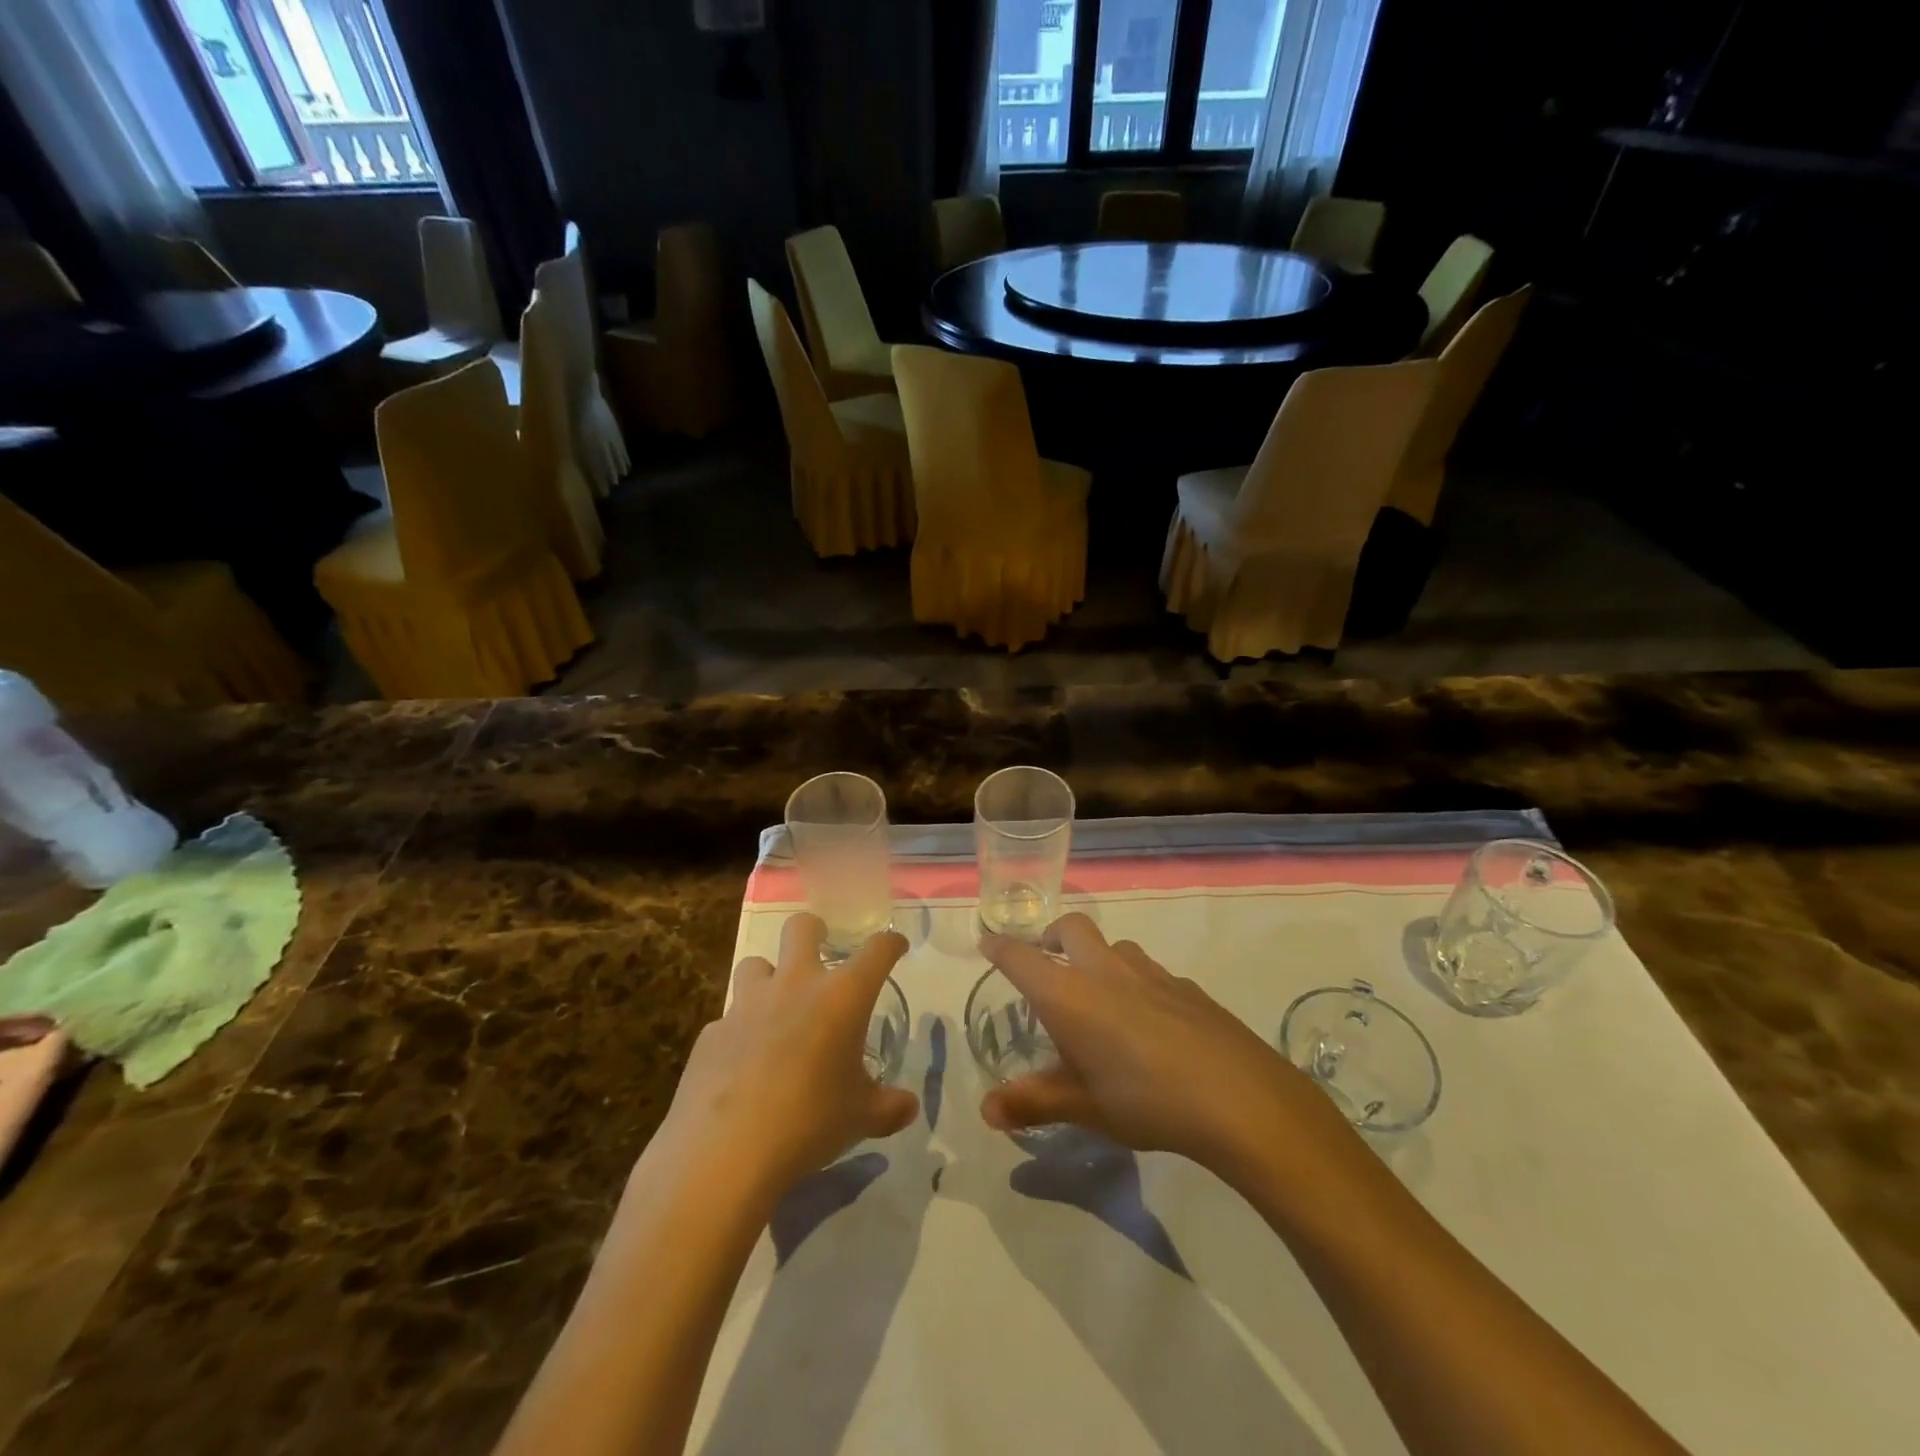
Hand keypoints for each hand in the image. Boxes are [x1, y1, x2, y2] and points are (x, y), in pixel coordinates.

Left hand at [659, 915, 919, 1203]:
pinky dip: (740, 1031)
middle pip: (801, 928)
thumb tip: (909, 1107)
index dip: (890, 944)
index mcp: (842, 997)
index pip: (876, 951)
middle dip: (814, 930)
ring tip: (776, 1005)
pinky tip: (743, 1063)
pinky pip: (729, 1019)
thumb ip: (888, 1107)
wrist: (723, 1152)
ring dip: (768, 977)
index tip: (895, 947)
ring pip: (754, 964)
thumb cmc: (809, 1123)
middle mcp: (795, 986)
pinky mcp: (712, 1033)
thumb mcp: (861, 1118)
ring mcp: (748, 1005)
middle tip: (821, 949)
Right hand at [980, 914, 1347, 1174]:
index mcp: (1069, 994)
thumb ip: (1033, 1103)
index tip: (989, 941)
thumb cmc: (1145, 1101)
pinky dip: (1136, 982)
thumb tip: (986, 1112)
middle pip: (1071, 927)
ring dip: (1098, 956)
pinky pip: (1150, 971)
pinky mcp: (1186, 986)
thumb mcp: (1083, 1108)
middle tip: (1047, 959)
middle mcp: (1105, 970)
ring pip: (1114, 946)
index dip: (1001, 947)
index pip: (1022, 958)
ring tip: (1100, 994)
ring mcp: (1150, 973)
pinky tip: (1150, 1021)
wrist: (1237, 1097)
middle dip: (1052, 935)